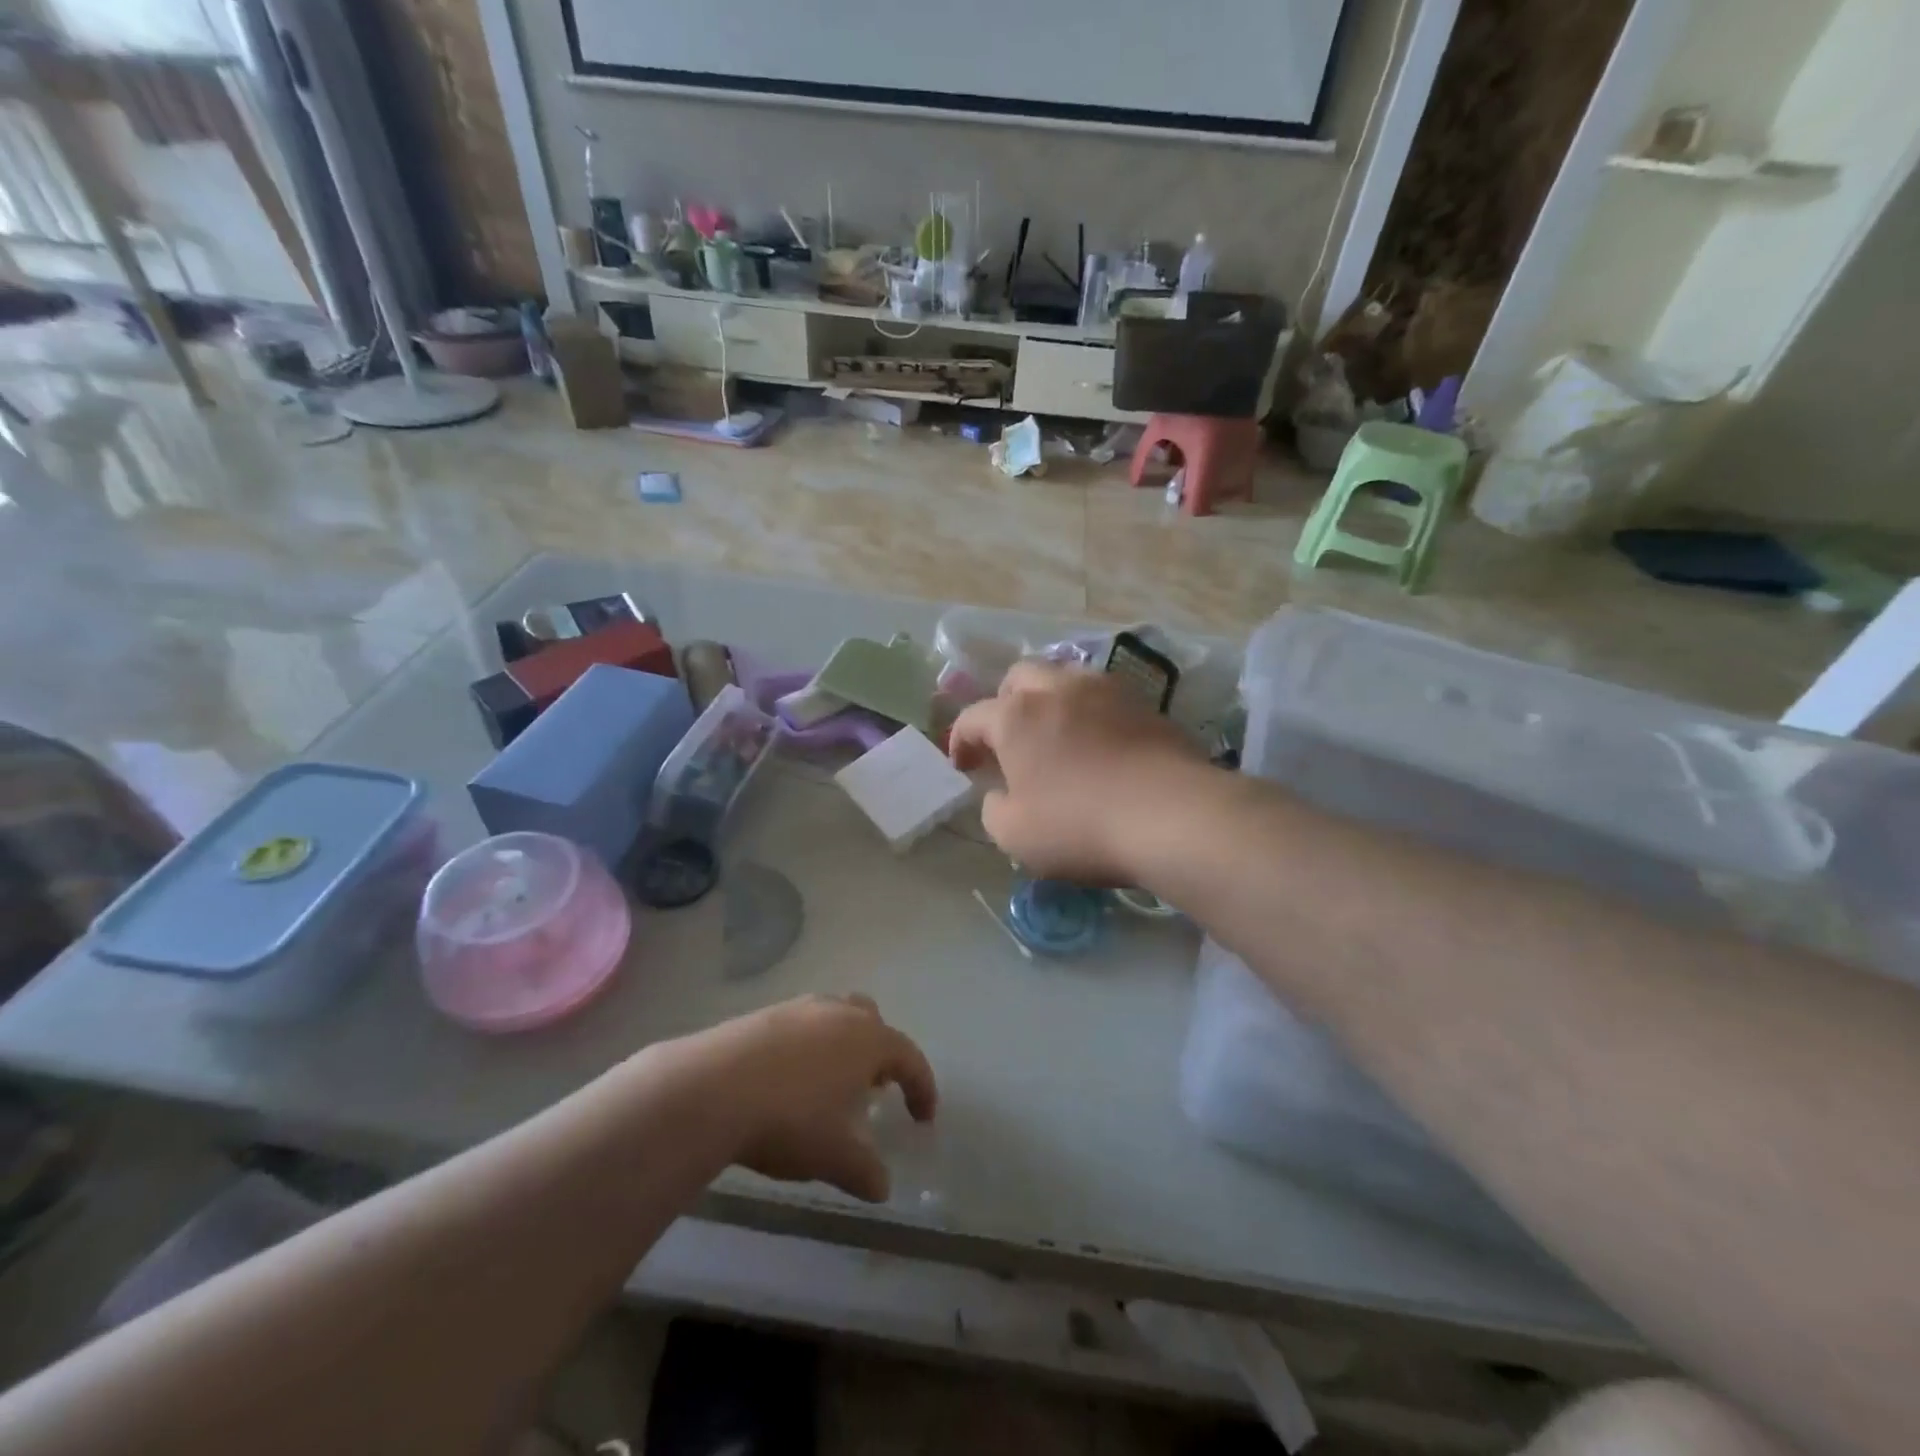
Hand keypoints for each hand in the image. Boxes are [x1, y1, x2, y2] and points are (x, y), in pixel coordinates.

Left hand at [680, 994, 936, 1202]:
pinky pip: (800, 1026)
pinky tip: (788, 1080)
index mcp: (868, 1040)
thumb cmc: (789, 1120)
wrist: (712, 1089)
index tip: (924, 1117)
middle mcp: (839, 1014)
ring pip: (835, 1017)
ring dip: (842, 1046)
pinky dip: (807, 1048)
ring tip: (830, 1084)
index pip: (909, 1057)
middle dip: (880, 1053)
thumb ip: (865, 1171)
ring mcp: (799, 1009)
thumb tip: (882, 1187)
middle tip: (874, 1088)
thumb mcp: (834, 1157)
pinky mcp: (763, 1014)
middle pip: (873, 1021)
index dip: (922, 1088)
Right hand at [948, 660, 1209, 883]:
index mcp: (1016, 716)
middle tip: (1009, 740)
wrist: (1173, 815)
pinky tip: (1099, 746)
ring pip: (1065, 679)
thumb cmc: (1079, 825)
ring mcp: (1106, 691)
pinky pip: (1104, 699)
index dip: (961, 740)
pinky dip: (1090, 715)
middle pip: (1019, 678)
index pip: (973, 716)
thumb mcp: (1014, 834)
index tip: (963, 766)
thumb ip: (994, 809)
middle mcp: (1058, 689)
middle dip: (1005, 704)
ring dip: (1050, 702)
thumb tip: (1000, 794)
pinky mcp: (1146, 705)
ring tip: (1056, 737)